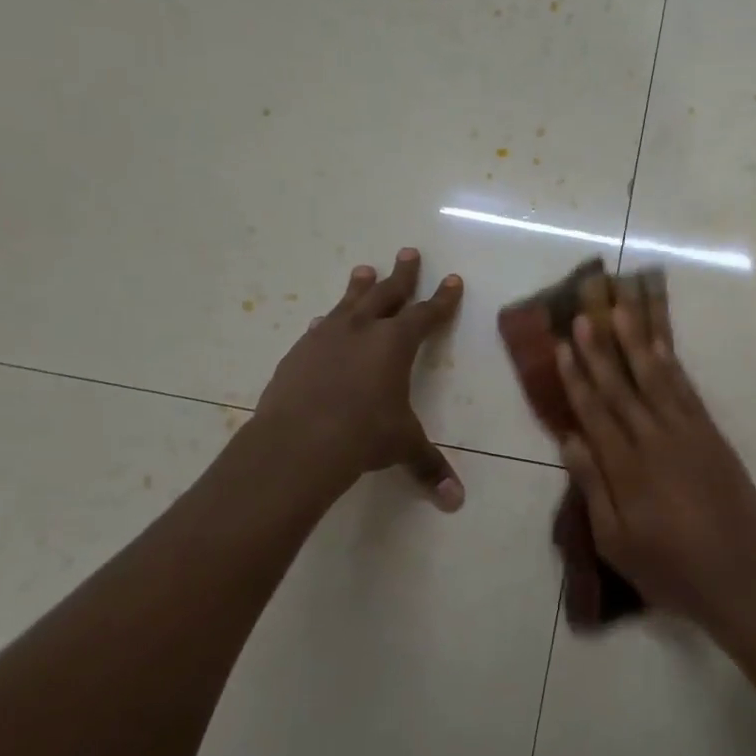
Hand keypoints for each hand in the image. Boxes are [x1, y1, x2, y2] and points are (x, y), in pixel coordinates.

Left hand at [246, 248, 465, 509]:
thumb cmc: (363, 436)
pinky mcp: (299, 353)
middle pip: (387, 294)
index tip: (452, 279)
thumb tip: (456, 503)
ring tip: (364, 270)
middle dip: (402, 274)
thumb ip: (429, 467)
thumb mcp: (402, 447)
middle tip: (408, 252)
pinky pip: (318, 329)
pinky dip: (328, 322)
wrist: (298, 442)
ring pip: (349, 302)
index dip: (442, 298)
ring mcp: (326, 338)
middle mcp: (363, 331)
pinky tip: (323, 322)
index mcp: (396, 344)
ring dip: (360, 287)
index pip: (427, 314)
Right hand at [555, 291, 755, 633]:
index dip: (576, 378)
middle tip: (584, 316)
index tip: (563, 346)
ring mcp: (687, 434)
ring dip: (636, 345)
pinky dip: (672, 367)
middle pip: (621, 388)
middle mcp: (654, 441)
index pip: (594, 412)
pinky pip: (688, 393)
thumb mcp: (616, 540)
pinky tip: (660, 348)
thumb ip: (593, 487)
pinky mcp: (712, 436)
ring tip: (622, 312)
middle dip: (600, 351)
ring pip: (656, 380)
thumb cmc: (666, 566)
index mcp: (626, 468)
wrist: (735, 575)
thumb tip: (569, 440)